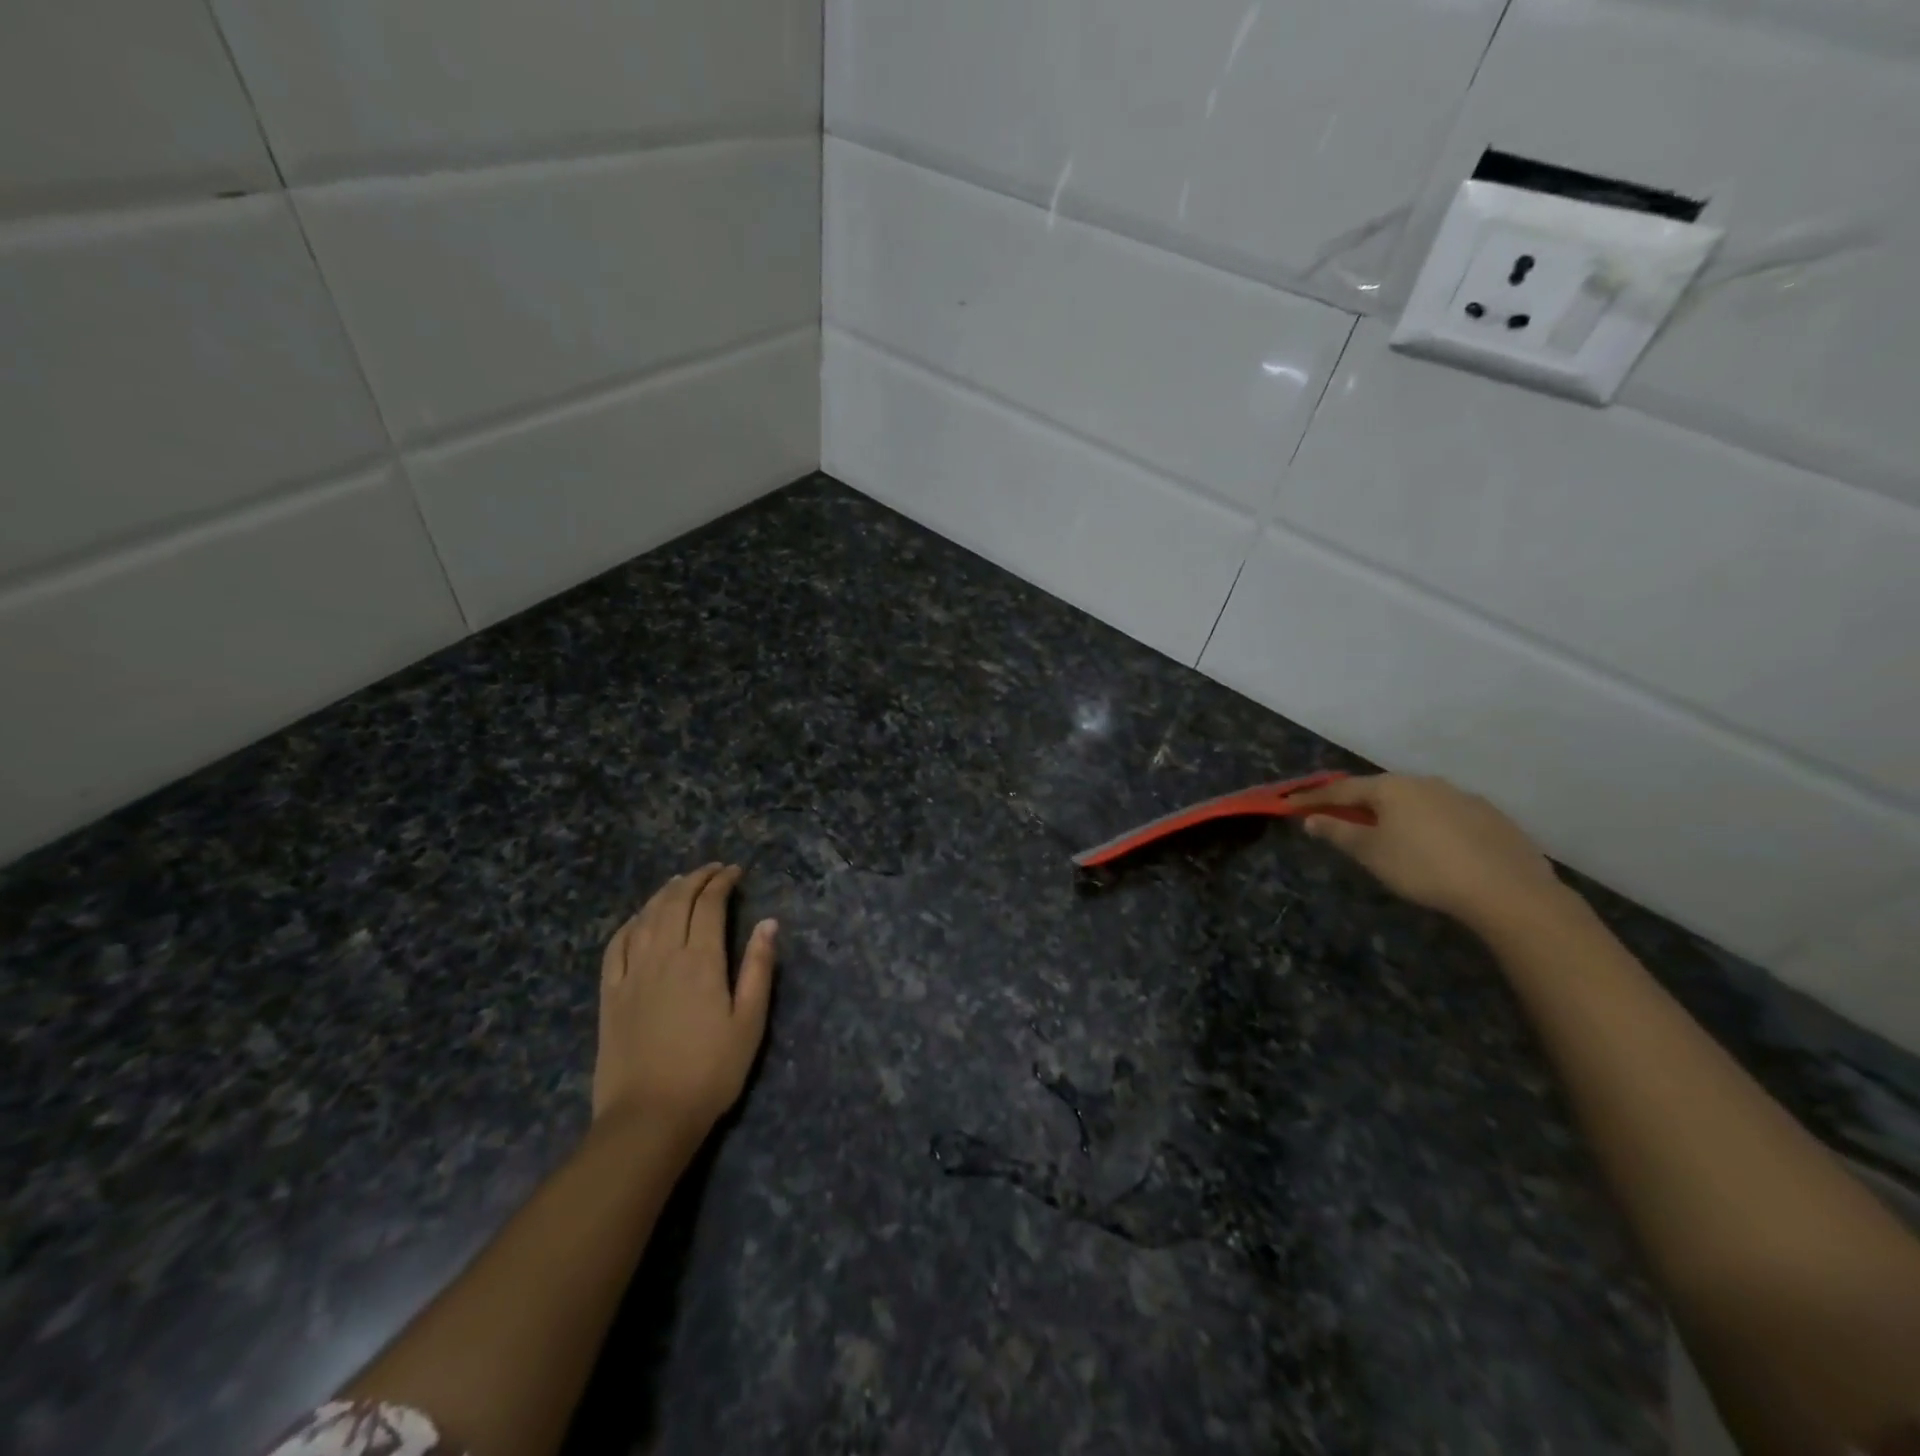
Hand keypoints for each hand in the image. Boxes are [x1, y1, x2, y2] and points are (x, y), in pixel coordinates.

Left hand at [593, 864, 777, 1139]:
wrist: (649, 1117)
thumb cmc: (710, 1071)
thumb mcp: (749, 1022)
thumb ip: (758, 968)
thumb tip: (768, 922)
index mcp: (701, 961)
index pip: (709, 905)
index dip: (722, 881)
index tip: (735, 871)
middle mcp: (663, 956)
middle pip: (676, 902)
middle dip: (695, 879)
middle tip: (712, 870)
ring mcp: (631, 973)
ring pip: (646, 917)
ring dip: (664, 893)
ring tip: (679, 882)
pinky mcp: (610, 994)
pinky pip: (615, 945)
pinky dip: (630, 923)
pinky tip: (638, 919)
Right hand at [1288, 775, 1568, 932]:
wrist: (1508, 891)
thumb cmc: (1424, 869)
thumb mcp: (1371, 853)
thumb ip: (1338, 833)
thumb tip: (1310, 819)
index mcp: (1392, 787)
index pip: (1342, 789)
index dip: (1314, 798)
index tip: (1290, 804)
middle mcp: (1425, 782)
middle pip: (1381, 791)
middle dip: (1357, 803)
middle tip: (1339, 818)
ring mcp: (1462, 797)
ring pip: (1416, 801)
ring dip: (1395, 814)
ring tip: (1388, 836)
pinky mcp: (1491, 817)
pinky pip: (1446, 815)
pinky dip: (1428, 826)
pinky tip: (1433, 848)